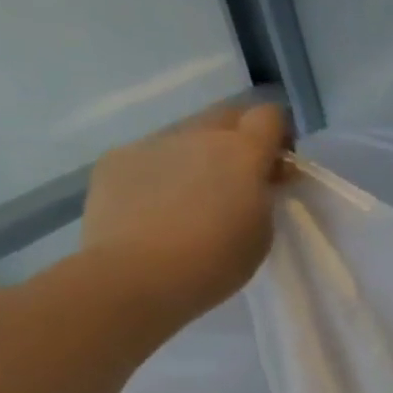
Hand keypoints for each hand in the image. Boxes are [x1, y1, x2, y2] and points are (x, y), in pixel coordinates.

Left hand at [80, 103, 290, 327]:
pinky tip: (155, 208)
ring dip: (198, 157)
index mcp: (243, 152)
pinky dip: (160, 173)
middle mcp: (198, 136)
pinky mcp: (114, 160)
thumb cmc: (217, 259)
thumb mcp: (264, 227)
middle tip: (240, 178)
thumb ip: (264, 191)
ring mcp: (151, 144)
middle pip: (226, 117)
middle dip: (239, 139)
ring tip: (191, 198)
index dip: (278, 134)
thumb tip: (256, 176)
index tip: (278, 164)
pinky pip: (149, 156)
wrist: (136, 276)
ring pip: (186, 138)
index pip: (269, 116)